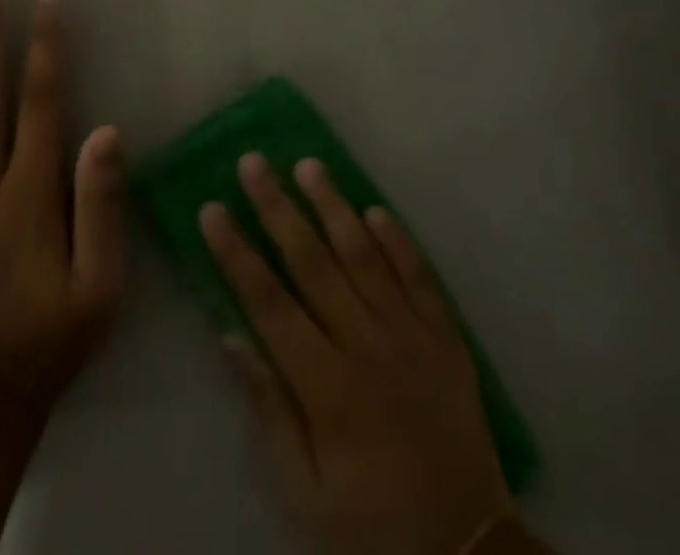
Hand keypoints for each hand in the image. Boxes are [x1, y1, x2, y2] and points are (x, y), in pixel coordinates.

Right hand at [202, 155, 517, 554]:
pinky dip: (398, 240)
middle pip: (313, 263)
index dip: (237, 254)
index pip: (269, 303)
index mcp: (327, 387)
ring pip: (365, 255)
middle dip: (278, 209)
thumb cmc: (371, 523)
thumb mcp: (305, 492)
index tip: (212, 209)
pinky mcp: (446, 334)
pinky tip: (375, 209)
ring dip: (334, 206)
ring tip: (309, 165)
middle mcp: (367, 345)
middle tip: (253, 163)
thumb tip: (232, 337)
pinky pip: (419, 275)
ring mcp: (411, 334)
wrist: (467, 549)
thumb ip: (269, 409)